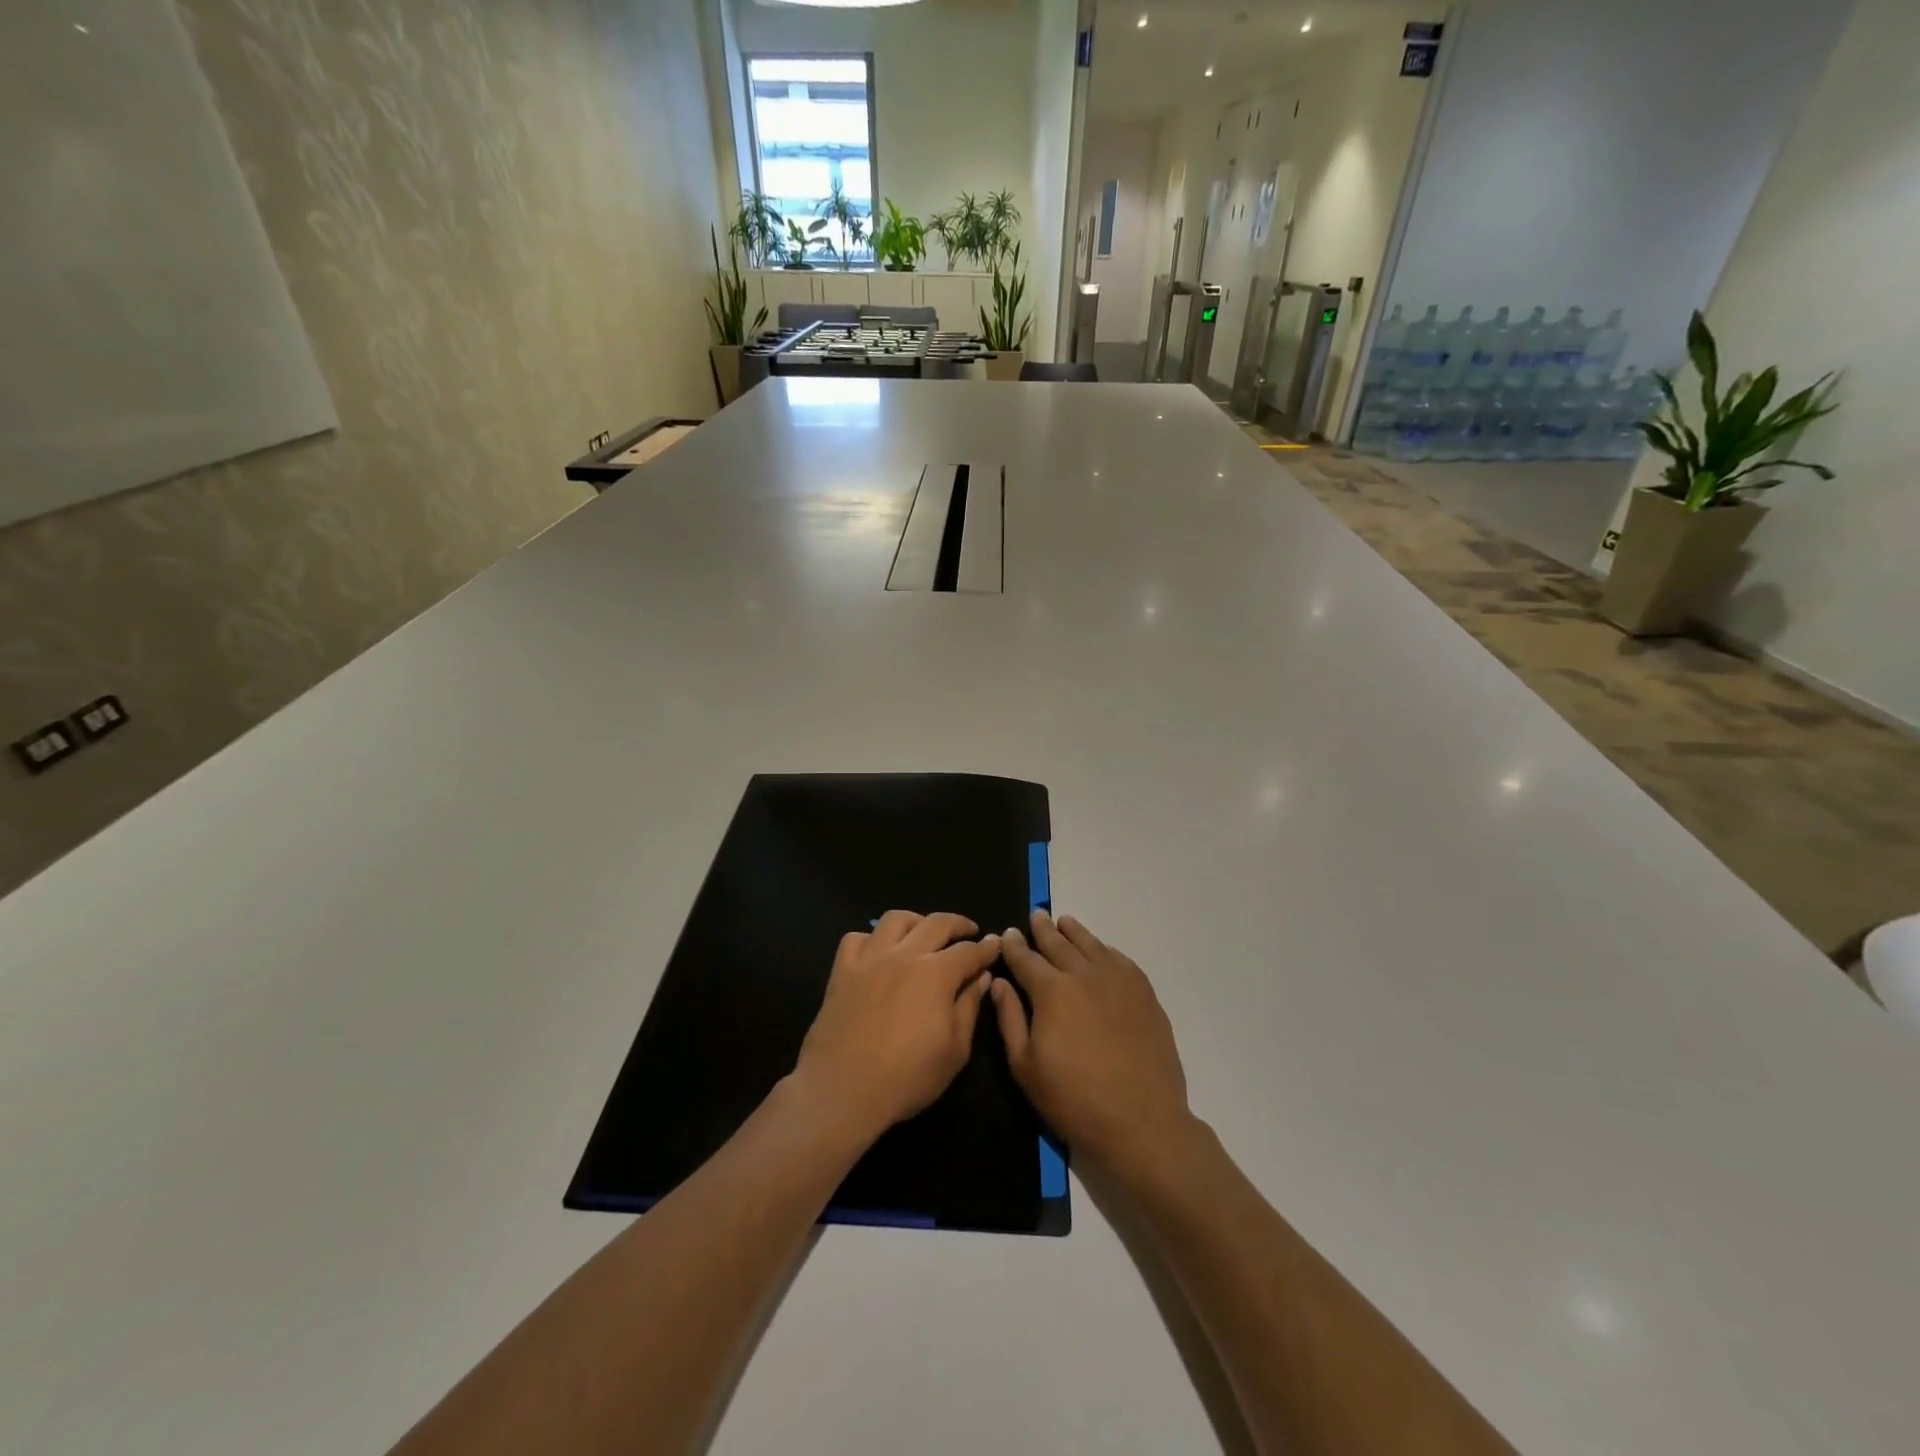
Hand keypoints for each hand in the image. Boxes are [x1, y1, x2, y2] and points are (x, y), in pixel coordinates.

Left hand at [793, 911, 1000, 1147]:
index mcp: (936, 973)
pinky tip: (879, 952)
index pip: (968, 951)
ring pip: (895, 920)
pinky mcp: (842, 971)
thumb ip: (969, 1007)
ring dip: (916, 921)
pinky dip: (872, 939)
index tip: (995, 944)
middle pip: (936, 923)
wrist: (842, 1090)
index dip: (986, 948)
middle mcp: (904, 955)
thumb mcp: (955, 1050)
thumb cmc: (907, 1077)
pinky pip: (856, 938)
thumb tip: (981, 978)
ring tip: (923, 933)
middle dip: (958, 924)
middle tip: (969, 931)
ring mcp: (869, 959)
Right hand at [992, 911, 1195, 1177]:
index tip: (1007, 934)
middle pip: (1059, 943)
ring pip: (1091, 944)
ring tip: (1064, 922)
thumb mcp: (1025, 1066)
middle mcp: (1084, 974)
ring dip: (1074, 931)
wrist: (1141, 1121)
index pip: (1025, 958)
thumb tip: (998, 982)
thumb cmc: (1074, 1099)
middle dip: (1043, 929)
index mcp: (1051, 990)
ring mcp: (1118, 980)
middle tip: (1036, 916)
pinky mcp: (1144, 992)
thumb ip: (1009, 1018)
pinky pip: (1119, 959)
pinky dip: (1104, 949)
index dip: (1014, 945)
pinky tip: (1100, 950)